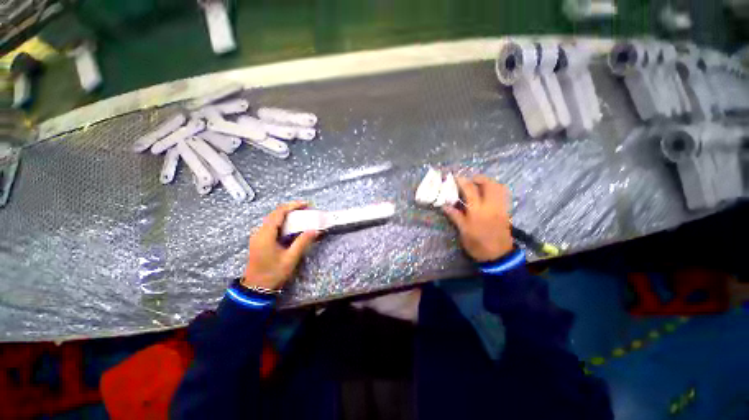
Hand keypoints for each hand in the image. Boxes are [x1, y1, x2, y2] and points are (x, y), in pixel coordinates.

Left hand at [242, 202, 318, 290]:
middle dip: (291, 209)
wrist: (256, 288)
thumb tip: (315, 230)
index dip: (292, 206)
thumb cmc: (273, 273)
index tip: (306, 204)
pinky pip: (271, 225)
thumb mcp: (290, 258)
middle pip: (275, 214)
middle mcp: (259, 232)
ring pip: (273, 219)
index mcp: (265, 235)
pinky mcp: (259, 240)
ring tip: (301, 215)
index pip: (279, 213)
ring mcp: (258, 236)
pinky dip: (283, 222)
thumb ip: (302, 242)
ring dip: (287, 215)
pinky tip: (292, 225)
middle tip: (306, 209)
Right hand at [442, 175, 512, 262]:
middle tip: (469, 180)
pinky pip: (503, 194)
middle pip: (489, 184)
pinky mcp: (506, 211)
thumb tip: (444, 205)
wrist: (498, 256)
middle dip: (478, 178)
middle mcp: (491, 206)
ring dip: (488, 182)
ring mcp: (501, 208)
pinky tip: (488, 193)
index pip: (470, 190)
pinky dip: (496, 189)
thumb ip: (455, 216)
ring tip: (479, 185)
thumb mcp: (463, 231)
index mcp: (478, 211)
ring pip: (499, 187)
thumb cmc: (477, 244)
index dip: (462, 181)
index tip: (455, 177)